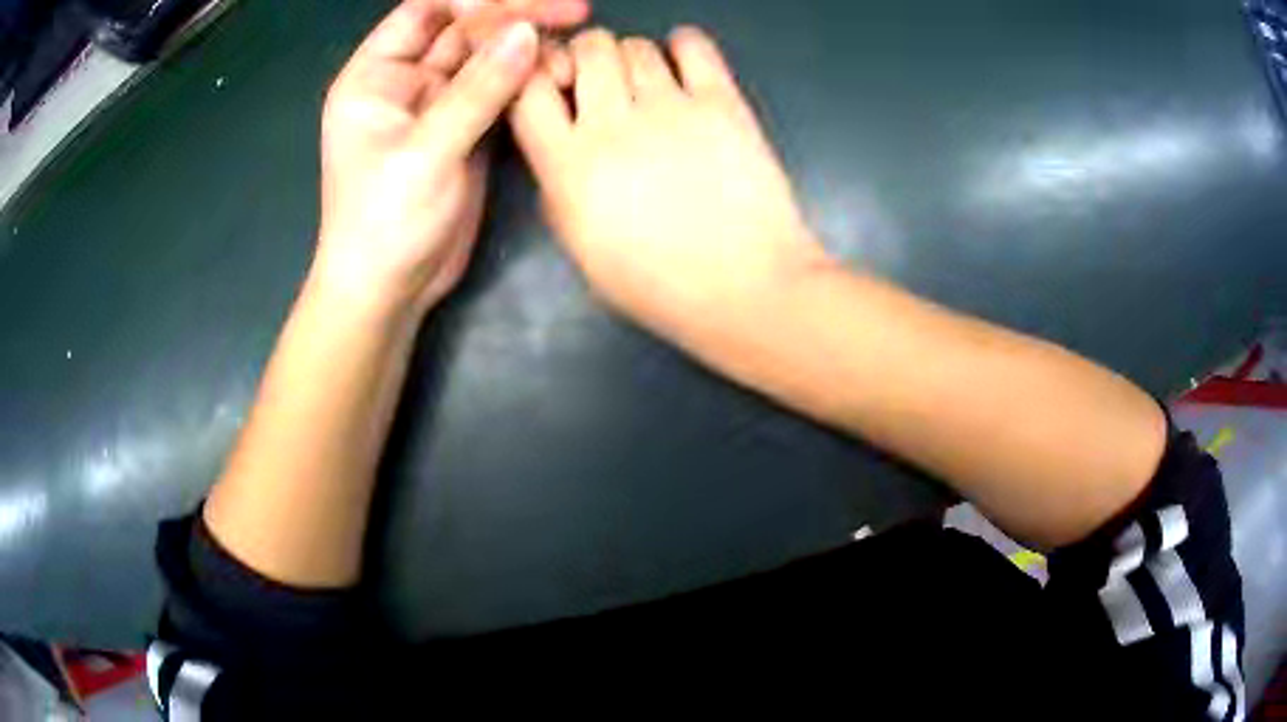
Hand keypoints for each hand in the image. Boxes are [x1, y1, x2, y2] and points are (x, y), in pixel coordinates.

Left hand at [313, 0, 585, 315]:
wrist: (391, 289)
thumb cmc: (384, 222)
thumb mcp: (426, 152)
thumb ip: (477, 90)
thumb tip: (527, 32)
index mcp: (375, 75)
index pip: (425, 11)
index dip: (475, 0)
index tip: (527, 5)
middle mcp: (405, 80)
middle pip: (463, 28)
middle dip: (514, 16)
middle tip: (574, 10)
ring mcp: (437, 104)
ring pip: (487, 57)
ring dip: (527, 48)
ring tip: (572, 46)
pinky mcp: (465, 129)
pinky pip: (499, 89)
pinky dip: (528, 80)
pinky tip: (559, 73)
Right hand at [510, 27, 831, 340]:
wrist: (747, 289)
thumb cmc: (661, 286)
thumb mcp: (582, 251)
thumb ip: (558, 190)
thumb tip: (560, 146)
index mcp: (569, 166)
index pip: (528, 89)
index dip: (534, 78)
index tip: (551, 90)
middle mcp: (614, 123)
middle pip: (587, 49)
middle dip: (586, 58)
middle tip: (603, 84)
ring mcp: (671, 107)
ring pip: (636, 45)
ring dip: (633, 58)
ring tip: (648, 86)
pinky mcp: (722, 102)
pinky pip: (693, 44)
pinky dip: (683, 45)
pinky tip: (684, 66)